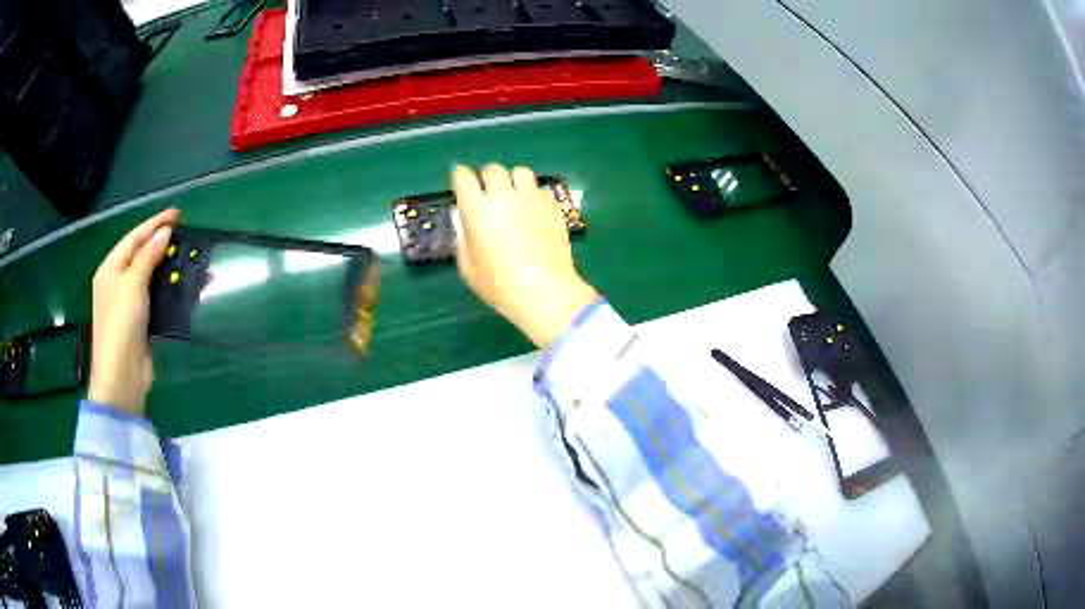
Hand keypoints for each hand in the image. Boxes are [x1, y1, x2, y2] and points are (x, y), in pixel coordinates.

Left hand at [88, 209, 179, 414]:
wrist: (122, 374)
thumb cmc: (121, 323)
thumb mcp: (133, 282)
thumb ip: (148, 255)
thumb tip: (165, 232)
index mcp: (110, 268)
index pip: (134, 237)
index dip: (155, 223)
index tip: (178, 215)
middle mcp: (118, 282)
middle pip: (142, 255)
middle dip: (162, 243)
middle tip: (184, 235)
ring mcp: (129, 303)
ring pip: (151, 276)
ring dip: (169, 267)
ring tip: (189, 258)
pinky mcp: (141, 322)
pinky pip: (157, 297)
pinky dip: (170, 290)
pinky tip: (185, 286)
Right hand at [453, 165, 596, 347]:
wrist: (545, 291)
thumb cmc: (500, 285)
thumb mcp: (469, 269)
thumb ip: (463, 240)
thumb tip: (465, 224)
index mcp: (477, 209)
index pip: (463, 176)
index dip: (461, 179)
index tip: (462, 187)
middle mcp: (504, 196)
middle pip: (493, 169)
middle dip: (488, 178)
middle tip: (489, 194)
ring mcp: (532, 198)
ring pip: (521, 172)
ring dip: (514, 181)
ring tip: (515, 198)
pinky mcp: (553, 206)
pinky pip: (540, 189)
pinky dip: (534, 196)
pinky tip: (534, 212)